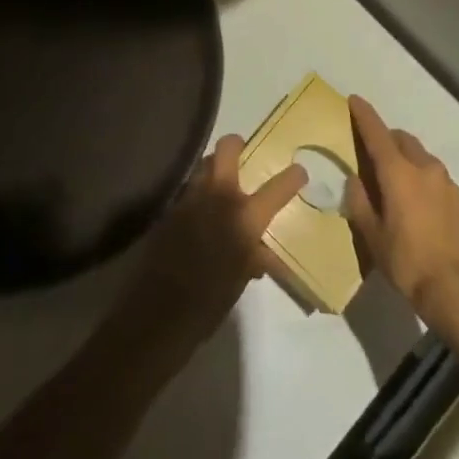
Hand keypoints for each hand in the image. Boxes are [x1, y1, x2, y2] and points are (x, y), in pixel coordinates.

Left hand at [112, 136, 305, 352]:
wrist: (159, 313)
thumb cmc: (209, 302)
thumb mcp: (239, 281)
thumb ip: (252, 258)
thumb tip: (259, 253)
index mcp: (244, 217)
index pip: (277, 189)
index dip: (292, 178)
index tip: (299, 171)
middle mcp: (219, 197)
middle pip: (227, 148)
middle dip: (236, 145)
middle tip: (242, 152)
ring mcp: (190, 198)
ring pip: (204, 164)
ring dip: (213, 167)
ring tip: (219, 182)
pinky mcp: (170, 208)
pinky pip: (188, 188)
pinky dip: (197, 191)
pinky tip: (198, 210)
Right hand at [345, 95, 458, 326]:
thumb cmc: (409, 263)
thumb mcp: (373, 237)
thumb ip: (360, 203)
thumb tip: (354, 179)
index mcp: (399, 173)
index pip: (377, 133)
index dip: (364, 115)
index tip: (354, 100)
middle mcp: (425, 168)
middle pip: (402, 140)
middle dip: (387, 139)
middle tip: (373, 154)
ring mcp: (448, 183)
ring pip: (423, 158)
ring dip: (407, 160)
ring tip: (397, 184)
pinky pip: (438, 180)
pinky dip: (425, 181)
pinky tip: (421, 207)